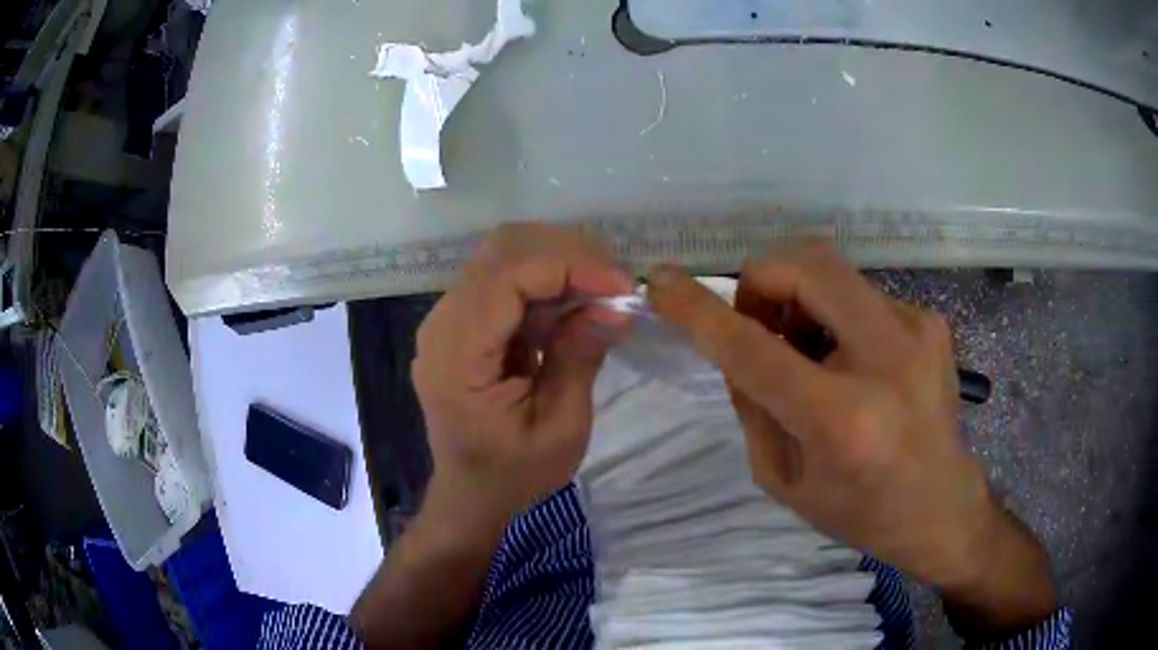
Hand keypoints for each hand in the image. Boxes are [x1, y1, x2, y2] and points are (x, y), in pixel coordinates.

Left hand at [412, 223, 631, 529]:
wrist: (471, 494)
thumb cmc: (514, 474)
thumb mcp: (560, 428)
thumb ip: (579, 359)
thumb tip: (613, 305)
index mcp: (457, 358)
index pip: (507, 278)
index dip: (568, 267)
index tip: (620, 287)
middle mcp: (442, 325)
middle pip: (501, 252)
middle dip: (566, 255)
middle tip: (613, 286)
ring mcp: (447, 320)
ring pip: (503, 257)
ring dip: (557, 263)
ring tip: (600, 293)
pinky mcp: (461, 323)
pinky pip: (503, 280)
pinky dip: (544, 282)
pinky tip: (573, 306)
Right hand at [647, 243, 1055, 633]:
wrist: (943, 509)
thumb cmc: (861, 512)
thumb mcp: (785, 480)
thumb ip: (753, 404)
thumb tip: (735, 343)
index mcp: (842, 420)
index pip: (753, 347)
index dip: (698, 309)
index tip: (661, 281)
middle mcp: (886, 359)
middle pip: (806, 263)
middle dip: (761, 279)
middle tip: (759, 324)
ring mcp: (918, 328)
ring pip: (832, 271)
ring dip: (800, 301)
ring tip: (809, 354)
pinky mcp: (931, 319)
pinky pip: (860, 295)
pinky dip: (836, 317)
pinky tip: (851, 363)